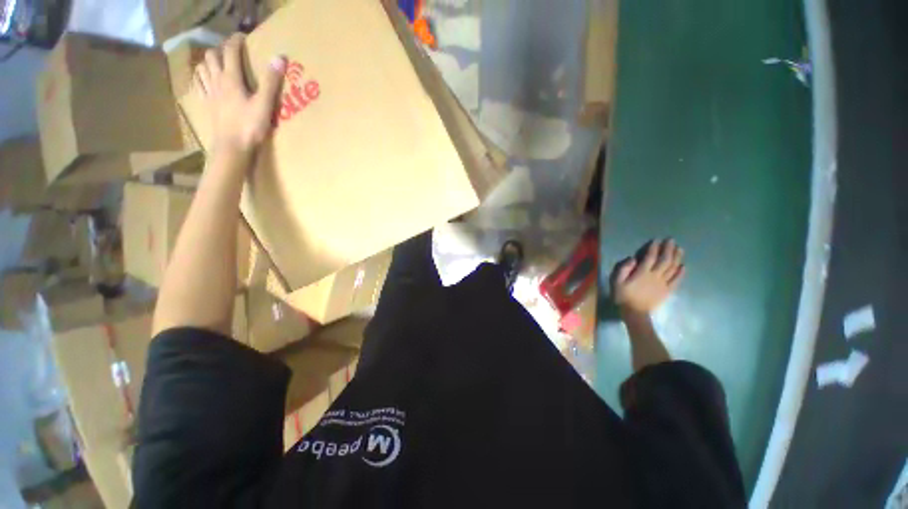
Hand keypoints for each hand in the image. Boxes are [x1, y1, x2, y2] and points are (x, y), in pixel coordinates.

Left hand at [193, 34, 286, 156]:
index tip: (242, 37)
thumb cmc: (250, 126)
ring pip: (201, 68)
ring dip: (208, 62)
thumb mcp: (265, 104)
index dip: (235, 41)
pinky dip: (200, 78)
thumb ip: (271, 81)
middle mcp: (216, 82)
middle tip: (230, 52)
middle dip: (220, 50)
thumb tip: (280, 58)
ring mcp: (209, 94)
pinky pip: (198, 85)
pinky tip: (205, 81)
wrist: (232, 147)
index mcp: (231, 79)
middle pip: (211, 56)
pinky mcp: (206, 105)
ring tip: (217, 64)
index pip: (230, 52)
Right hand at [611, 239, 684, 314]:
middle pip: (665, 260)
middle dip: (668, 249)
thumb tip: (632, 258)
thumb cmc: (623, 295)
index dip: (653, 248)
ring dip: (677, 257)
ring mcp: (663, 283)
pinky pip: (677, 280)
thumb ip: (623, 269)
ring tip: (680, 249)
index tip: (656, 240)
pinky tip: (684, 266)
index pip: (650, 257)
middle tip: (671, 240)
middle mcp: (655, 276)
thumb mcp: (616, 281)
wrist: (634, 312)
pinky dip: (681, 272)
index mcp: (642, 273)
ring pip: (673, 268)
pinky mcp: (668, 290)